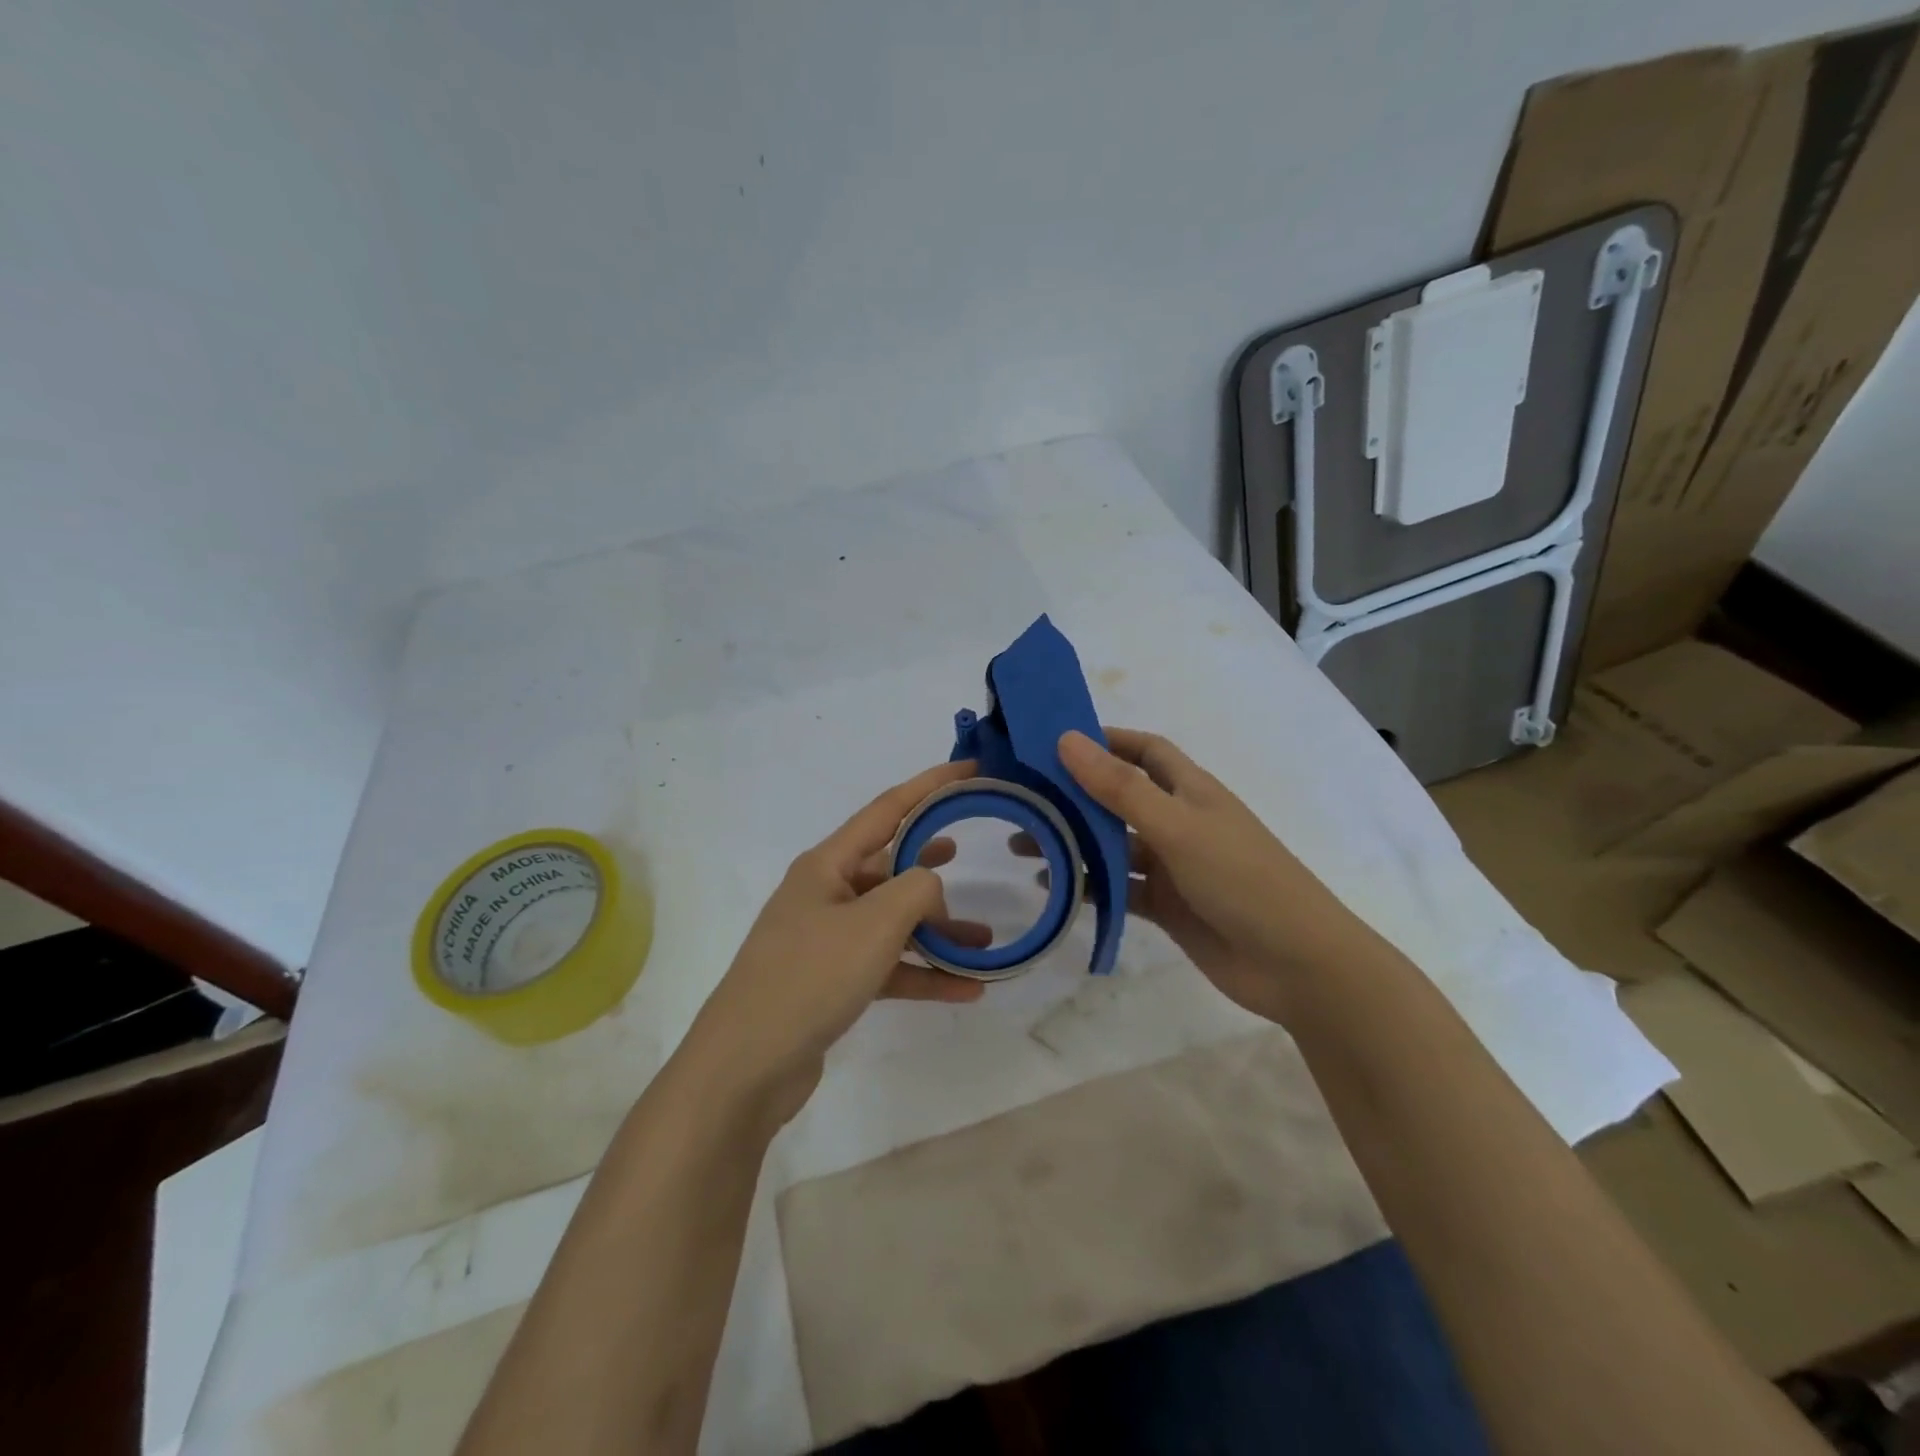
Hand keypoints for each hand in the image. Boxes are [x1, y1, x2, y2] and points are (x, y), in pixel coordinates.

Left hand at [681, 760, 989, 1125]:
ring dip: (936, 931)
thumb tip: (931, 887)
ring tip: (983, 942)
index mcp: (827, 865)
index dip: (930, 785)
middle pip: (889, 865)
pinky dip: (922, 973)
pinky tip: (964, 989)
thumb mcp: (875, 923)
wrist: (747, 1066)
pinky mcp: (831, 982)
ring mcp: (826, 940)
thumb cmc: (810, 976)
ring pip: (892, 921)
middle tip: (969, 852)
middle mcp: (825, 894)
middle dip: (932, 862)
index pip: (887, 809)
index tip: (970, 769)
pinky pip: (887, 966)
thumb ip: (917, 889)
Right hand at [1021, 729, 1368, 1023]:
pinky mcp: (1166, 906)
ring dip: (1074, 843)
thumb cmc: (1242, 879)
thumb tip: (1067, 739)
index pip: (1144, 751)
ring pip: (1113, 846)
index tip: (1055, 741)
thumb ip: (1120, 788)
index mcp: (1191, 790)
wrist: (1297, 965)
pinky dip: (1089, 886)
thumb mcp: (1177, 827)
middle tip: (1023, 797)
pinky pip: (1118, 888)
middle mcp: (1179, 821)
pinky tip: (1055, 887)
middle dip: (1075, 796)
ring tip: (1024, 845)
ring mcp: (1173, 866)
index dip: (1106, 741)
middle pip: (1119, 798)